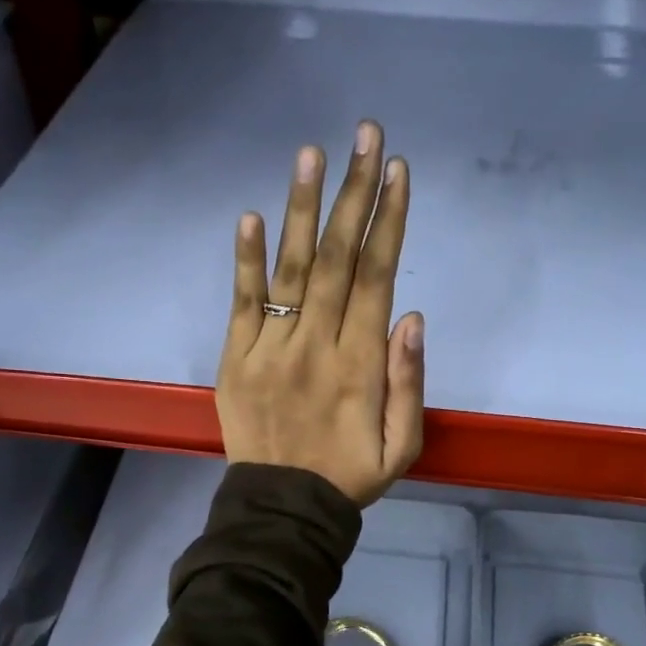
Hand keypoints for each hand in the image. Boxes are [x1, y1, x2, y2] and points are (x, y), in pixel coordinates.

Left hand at [217, 120, 424, 506]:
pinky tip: (251, 215)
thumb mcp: (403, 446)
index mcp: (359, 364)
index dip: (388, 221)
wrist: (282, 508)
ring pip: (292, 269)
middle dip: (354, 193)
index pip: (376, 277)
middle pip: (339, 258)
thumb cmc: (349, 476)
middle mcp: (315, 344)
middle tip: (366, 136)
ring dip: (303, 208)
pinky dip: (245, 260)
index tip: (398, 172)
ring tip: (312, 154)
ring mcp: (269, 348)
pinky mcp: (235, 358)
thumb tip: (411, 316)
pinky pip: (242, 303)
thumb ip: (408, 383)